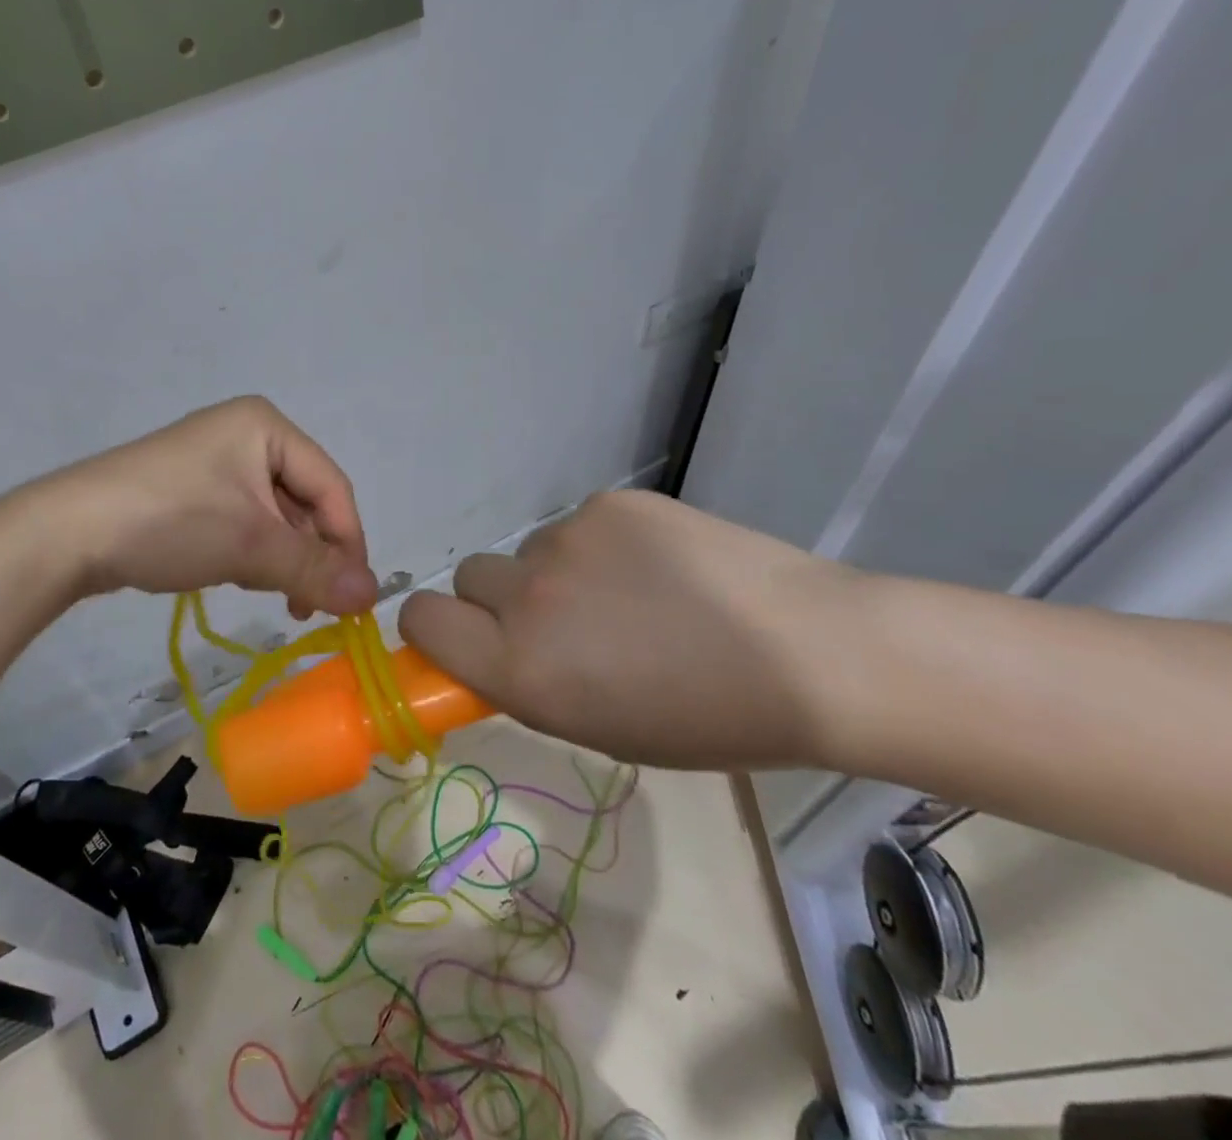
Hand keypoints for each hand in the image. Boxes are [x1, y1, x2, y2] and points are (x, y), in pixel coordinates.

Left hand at [41, 397, 377, 618]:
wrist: (67, 533)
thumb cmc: (171, 522)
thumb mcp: (251, 545)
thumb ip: (315, 569)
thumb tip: (373, 596)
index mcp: (266, 426)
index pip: (331, 487)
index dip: (348, 543)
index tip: (352, 599)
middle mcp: (245, 433)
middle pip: (304, 501)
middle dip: (309, 554)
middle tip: (306, 606)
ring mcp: (215, 461)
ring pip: (273, 516)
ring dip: (280, 558)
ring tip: (269, 593)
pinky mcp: (191, 488)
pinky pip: (242, 520)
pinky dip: (251, 551)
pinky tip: (237, 576)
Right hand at [397, 491, 854, 768]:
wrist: (811, 655)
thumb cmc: (706, 720)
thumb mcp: (595, 729)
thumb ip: (524, 683)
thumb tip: (487, 648)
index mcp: (519, 667)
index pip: (420, 618)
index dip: (434, 628)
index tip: (466, 638)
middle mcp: (528, 596)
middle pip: (468, 576)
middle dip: (499, 599)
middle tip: (562, 621)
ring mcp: (568, 539)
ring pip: (530, 552)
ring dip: (558, 574)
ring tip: (633, 596)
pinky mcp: (609, 503)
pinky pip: (579, 525)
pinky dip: (603, 547)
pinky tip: (661, 568)